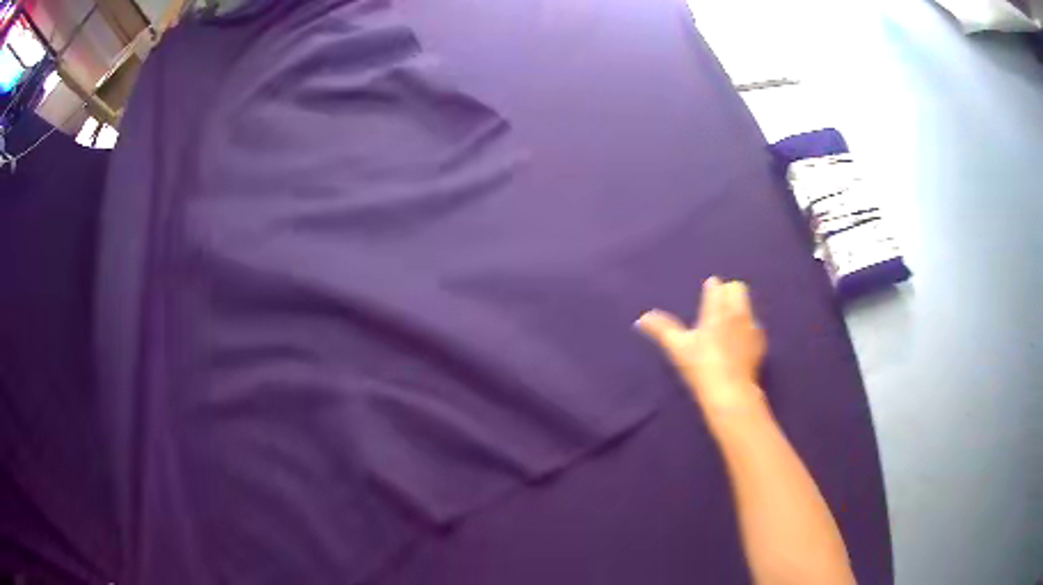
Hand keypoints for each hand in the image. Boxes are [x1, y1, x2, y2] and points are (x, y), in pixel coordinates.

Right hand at [637, 277, 766, 417]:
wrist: (731, 392)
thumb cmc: (701, 366)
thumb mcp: (677, 348)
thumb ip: (661, 329)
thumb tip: (641, 318)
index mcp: (717, 309)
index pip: (716, 285)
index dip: (710, 290)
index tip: (705, 298)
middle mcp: (737, 312)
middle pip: (737, 288)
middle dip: (728, 293)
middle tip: (716, 310)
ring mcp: (751, 326)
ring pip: (747, 305)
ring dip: (738, 309)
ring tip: (727, 327)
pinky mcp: (760, 342)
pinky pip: (754, 325)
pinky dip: (746, 329)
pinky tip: (738, 344)